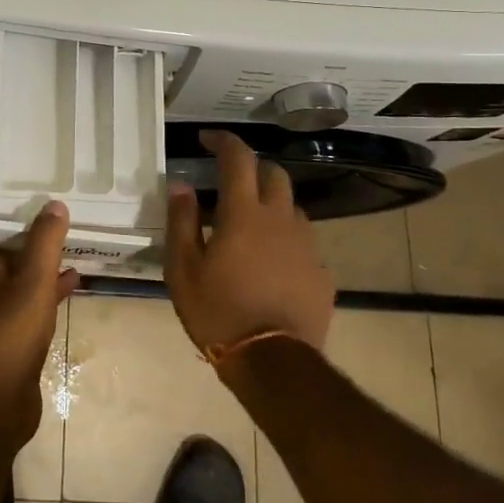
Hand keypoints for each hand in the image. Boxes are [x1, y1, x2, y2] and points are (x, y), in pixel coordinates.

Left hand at [0, 201, 79, 441]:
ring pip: (24, 294)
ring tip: (78, 270)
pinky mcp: (9, 352)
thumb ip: (44, 242)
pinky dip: (47, 307)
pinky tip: (68, 306)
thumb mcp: (33, 280)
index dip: (31, 235)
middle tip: (73, 247)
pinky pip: (30, 318)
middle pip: (15, 269)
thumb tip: (55, 204)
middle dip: (42, 258)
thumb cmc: (13, 333)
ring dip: (47, 282)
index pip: (6, 246)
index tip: (59, 227)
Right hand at [164, 130, 333, 354]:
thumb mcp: (183, 268)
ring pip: (291, 207)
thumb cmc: (218, 312)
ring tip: (249, 226)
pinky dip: (285, 239)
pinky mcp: (322, 272)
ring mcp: (307, 245)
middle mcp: (280, 219)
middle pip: (273, 174)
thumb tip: (181, 185)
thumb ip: (181, 221)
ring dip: (270, 204)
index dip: (223, 141)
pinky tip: (271, 263)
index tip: (206, 139)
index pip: (238, 157)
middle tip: (229, 183)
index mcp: (244, 213)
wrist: (274, 363)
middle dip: (251, 169)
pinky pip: (303, 241)